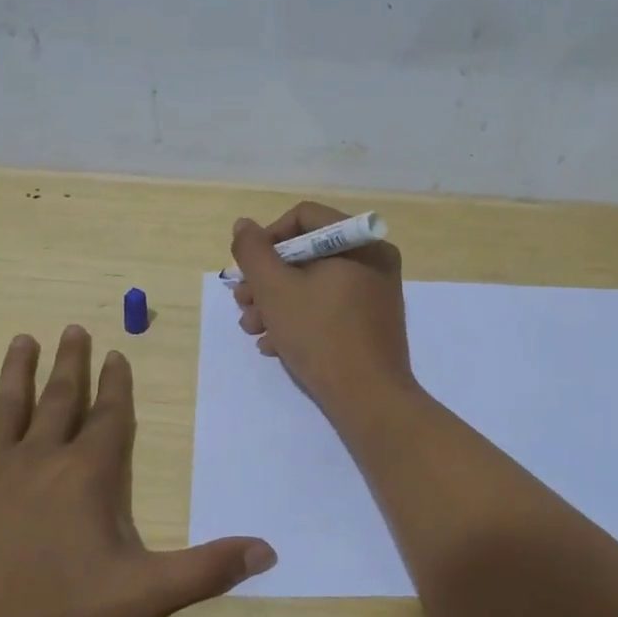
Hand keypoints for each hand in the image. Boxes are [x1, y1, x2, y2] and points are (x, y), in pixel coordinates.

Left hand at [0, 326, 275, 616]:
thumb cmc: (51, 615)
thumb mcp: (140, 595)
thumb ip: (204, 570)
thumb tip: (267, 552)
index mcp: (87, 474)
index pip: (109, 417)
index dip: (117, 384)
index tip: (117, 353)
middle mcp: (39, 457)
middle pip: (60, 400)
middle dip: (70, 363)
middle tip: (73, 329)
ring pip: (7, 407)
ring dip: (17, 371)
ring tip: (23, 339)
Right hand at [230, 201, 414, 415]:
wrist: (368, 399)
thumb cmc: (320, 335)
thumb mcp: (275, 289)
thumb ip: (253, 252)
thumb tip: (243, 226)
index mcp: (360, 242)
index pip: (303, 217)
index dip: (267, 238)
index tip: (247, 269)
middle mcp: (373, 260)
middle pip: (307, 253)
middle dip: (267, 279)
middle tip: (242, 302)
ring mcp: (375, 293)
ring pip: (314, 284)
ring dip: (276, 303)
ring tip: (252, 329)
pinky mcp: (371, 323)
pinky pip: (329, 307)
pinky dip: (299, 319)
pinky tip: (274, 345)